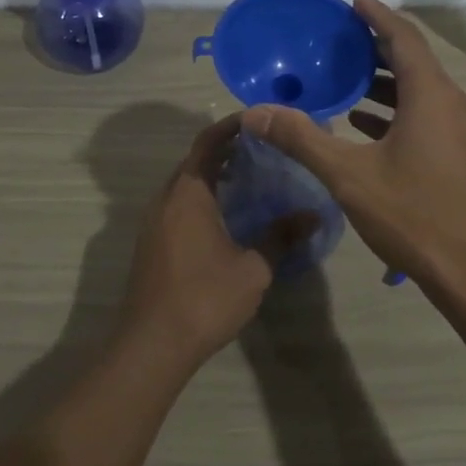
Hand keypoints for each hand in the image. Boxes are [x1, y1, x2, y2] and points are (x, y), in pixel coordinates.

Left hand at [121, 114, 316, 365]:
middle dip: (227, 150)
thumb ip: (281, 237)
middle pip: (195, 160)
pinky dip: (204, 197)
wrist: (152, 345)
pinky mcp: (152, 244)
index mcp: (188, 194)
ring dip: (214, 174)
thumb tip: (313, 215)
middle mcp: (166, 199)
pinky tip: (229, 215)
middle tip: (265, 148)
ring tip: (253, 178)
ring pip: (186, 184)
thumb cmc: (205, 298)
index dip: (232, 126)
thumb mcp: (253, 268)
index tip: (259, 119)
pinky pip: (179, 205)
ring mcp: (154, 223)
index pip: (208, 142)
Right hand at [241, 0, 465, 309]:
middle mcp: (454, 104)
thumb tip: (255, 112)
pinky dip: (399, 112)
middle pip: (415, 62)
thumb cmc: (415, 216)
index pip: (404, 38)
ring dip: (387, 83)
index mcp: (431, 96)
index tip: (353, 2)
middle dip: (378, 48)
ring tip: (348, 81)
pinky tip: (367, 127)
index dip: (378, 16)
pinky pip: (429, 118)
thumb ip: (302, 139)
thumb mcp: (349, 177)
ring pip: (423, 92)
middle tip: (341, 41)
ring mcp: (465, 132)